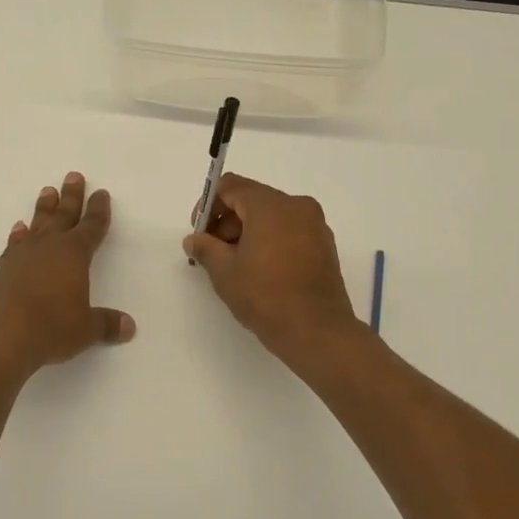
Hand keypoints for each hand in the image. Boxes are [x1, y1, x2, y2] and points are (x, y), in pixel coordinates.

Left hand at [0, 171, 135, 375]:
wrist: (1, 333)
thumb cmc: (51, 327)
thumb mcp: (85, 329)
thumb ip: (107, 324)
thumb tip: (129, 327)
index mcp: (75, 254)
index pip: (92, 226)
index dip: (98, 210)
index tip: (101, 193)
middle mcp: (49, 246)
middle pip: (64, 214)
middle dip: (71, 196)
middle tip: (73, 176)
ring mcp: (23, 254)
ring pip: (38, 223)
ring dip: (44, 207)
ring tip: (47, 191)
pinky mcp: (3, 267)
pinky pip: (15, 242)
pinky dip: (19, 234)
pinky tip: (19, 228)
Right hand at [182, 173, 361, 364]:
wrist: (317, 332)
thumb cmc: (266, 296)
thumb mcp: (224, 271)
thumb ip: (204, 247)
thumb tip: (194, 239)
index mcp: (271, 205)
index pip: (231, 186)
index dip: (208, 205)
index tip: (199, 233)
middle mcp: (296, 206)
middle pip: (251, 199)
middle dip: (227, 221)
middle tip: (213, 253)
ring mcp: (314, 225)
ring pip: (271, 216)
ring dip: (247, 232)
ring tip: (235, 265)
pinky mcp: (324, 245)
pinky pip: (289, 230)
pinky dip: (269, 240)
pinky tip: (260, 270)